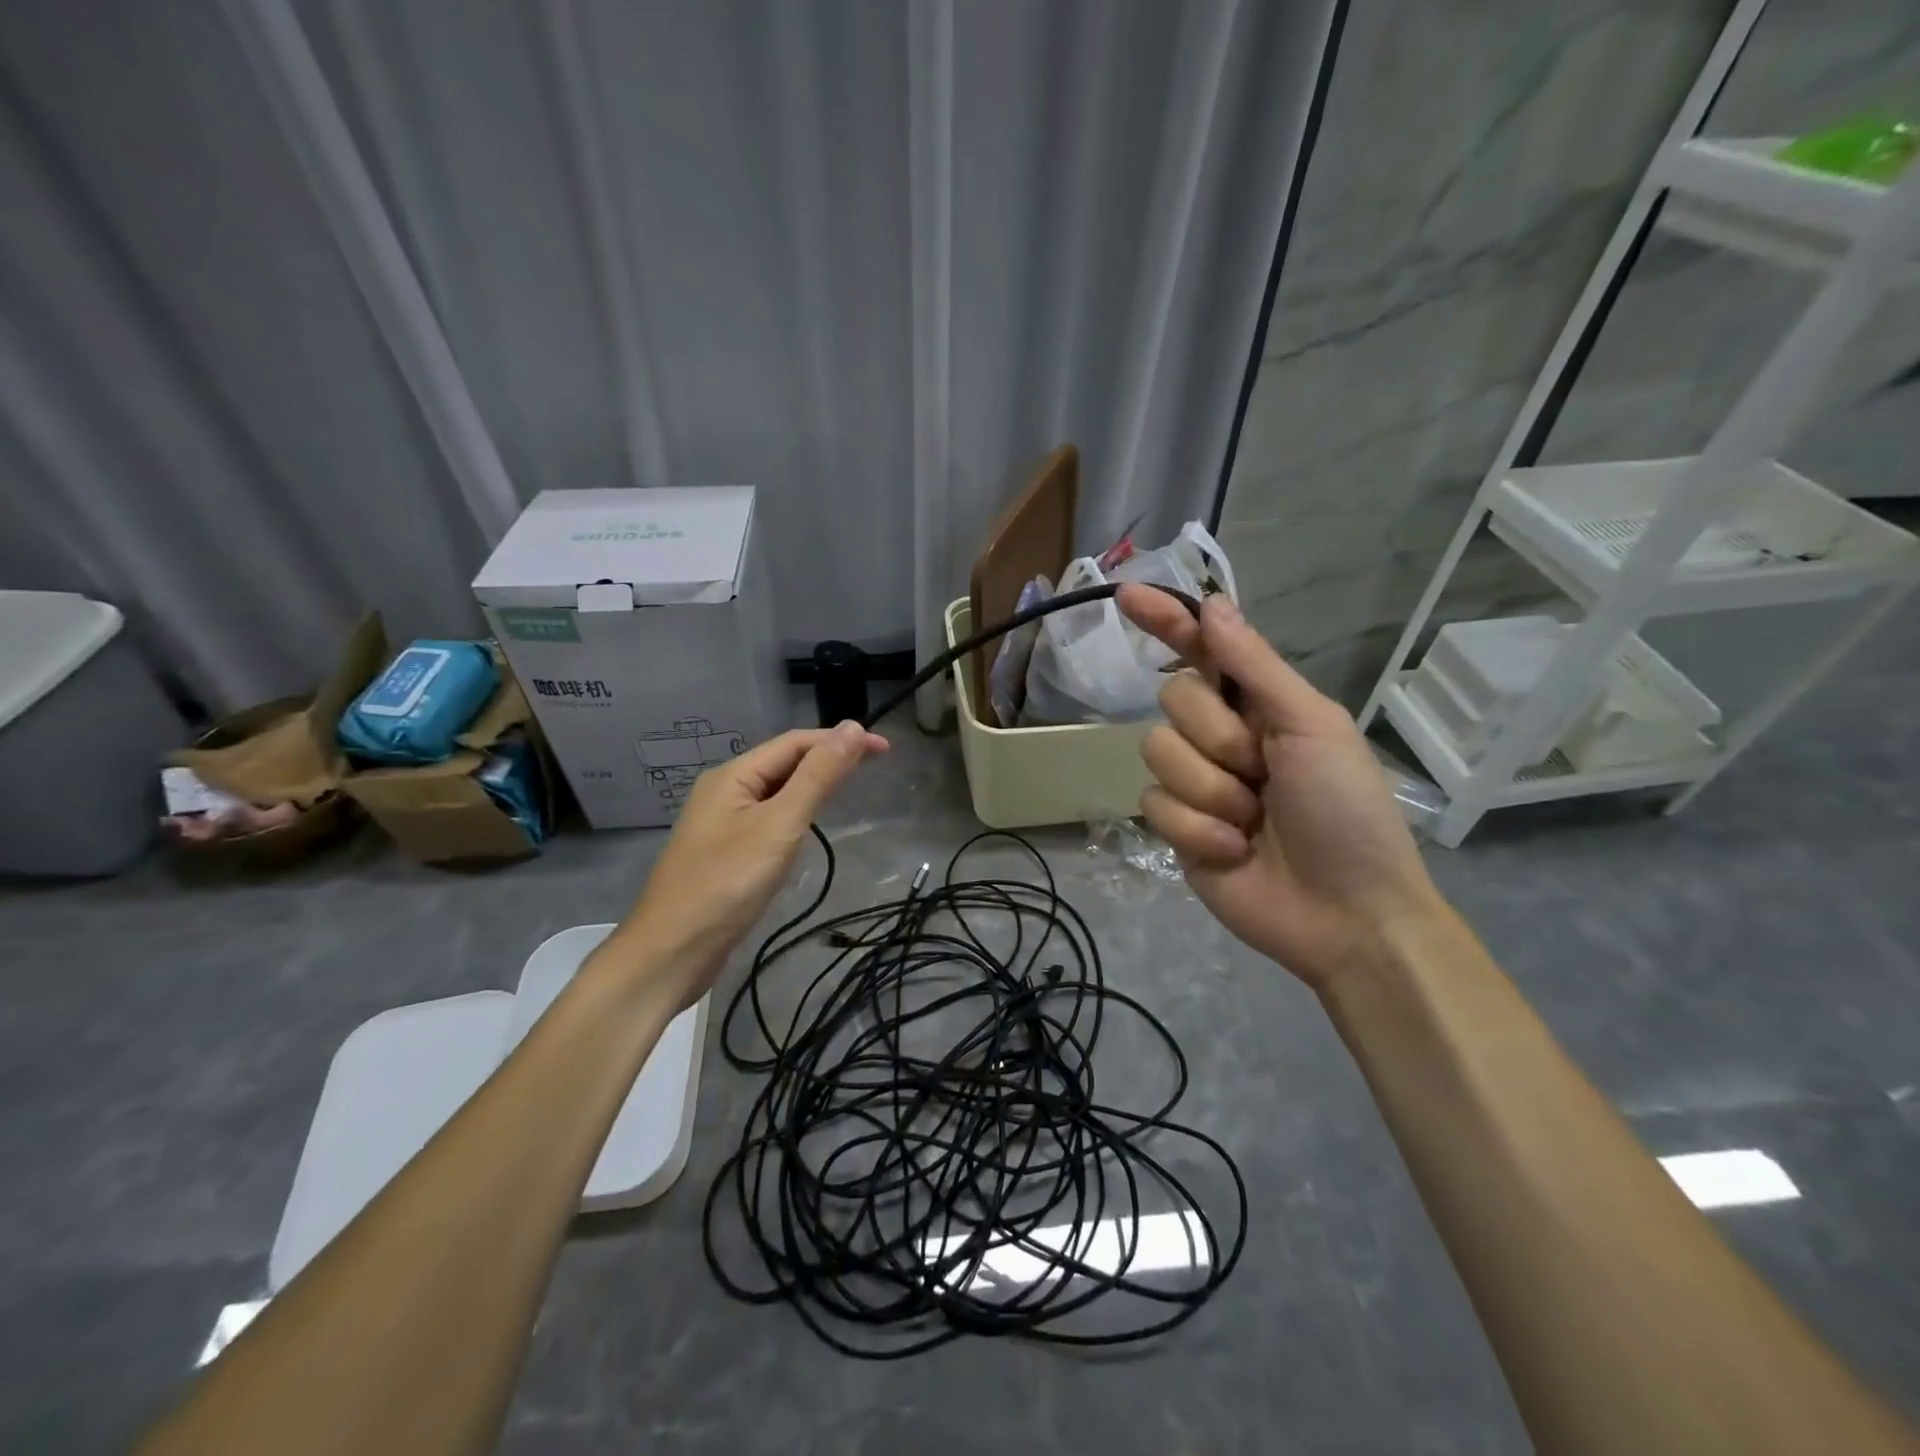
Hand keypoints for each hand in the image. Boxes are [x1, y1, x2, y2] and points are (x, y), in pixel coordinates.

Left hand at [614, 723, 886, 1008]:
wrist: (671, 952)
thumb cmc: (726, 884)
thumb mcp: (779, 825)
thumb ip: (817, 777)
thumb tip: (852, 728)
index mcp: (733, 775)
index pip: (796, 742)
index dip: (840, 740)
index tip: (884, 750)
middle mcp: (725, 791)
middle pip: (785, 762)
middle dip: (829, 758)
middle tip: (876, 764)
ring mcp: (722, 823)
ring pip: (777, 791)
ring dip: (814, 783)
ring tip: (851, 787)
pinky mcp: (725, 852)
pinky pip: (769, 818)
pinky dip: (797, 812)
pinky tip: (810, 825)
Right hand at [1117, 586, 1440, 990]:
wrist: (1346, 912)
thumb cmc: (1346, 810)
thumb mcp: (1312, 726)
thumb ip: (1256, 666)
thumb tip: (1212, 605)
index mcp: (1258, 704)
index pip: (1200, 649)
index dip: (1165, 620)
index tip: (1125, 595)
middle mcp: (1220, 736)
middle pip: (1173, 699)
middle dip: (1218, 737)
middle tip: (1263, 772)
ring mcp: (1194, 782)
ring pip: (1157, 752)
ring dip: (1212, 790)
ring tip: (1253, 822)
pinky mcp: (1174, 828)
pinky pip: (1155, 805)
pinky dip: (1199, 829)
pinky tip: (1235, 851)